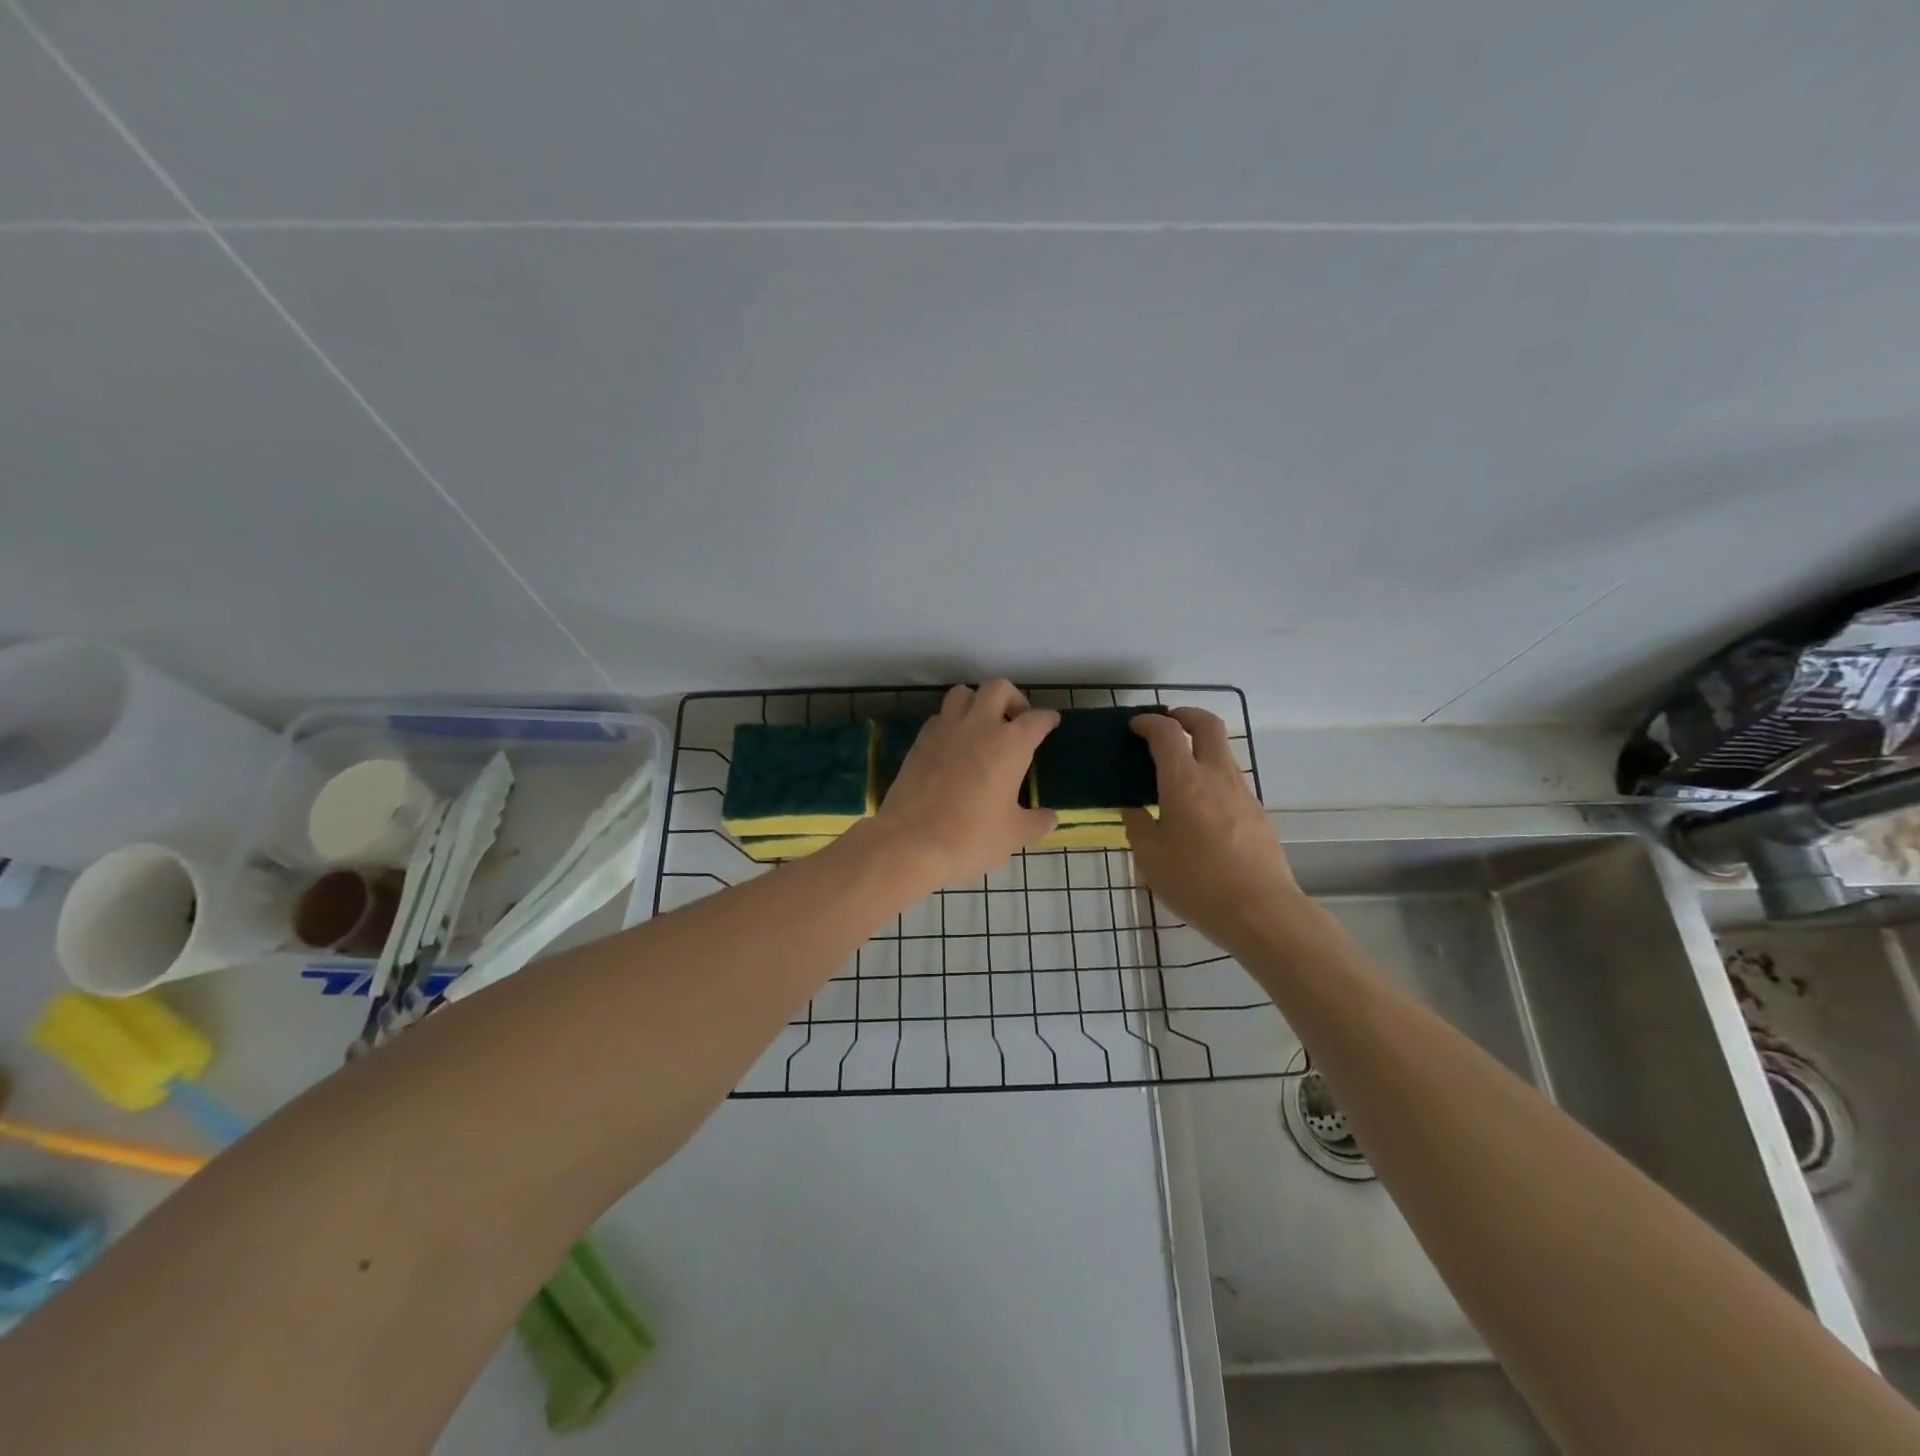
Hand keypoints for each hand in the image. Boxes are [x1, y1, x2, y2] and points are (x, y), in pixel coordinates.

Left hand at [869, 681, 1059, 889]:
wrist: (911, 843)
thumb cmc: (972, 837)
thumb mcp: (1013, 834)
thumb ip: (1036, 822)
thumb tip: (1051, 819)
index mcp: (1010, 744)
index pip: (1036, 719)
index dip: (1047, 719)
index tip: (1050, 723)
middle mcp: (979, 726)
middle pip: (998, 688)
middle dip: (1012, 698)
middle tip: (1015, 721)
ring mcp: (945, 729)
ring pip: (963, 694)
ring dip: (976, 702)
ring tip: (982, 726)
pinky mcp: (920, 741)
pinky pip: (939, 717)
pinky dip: (950, 722)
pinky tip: (954, 745)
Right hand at [1122, 710, 1304, 952]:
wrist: (1261, 911)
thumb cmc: (1197, 883)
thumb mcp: (1150, 856)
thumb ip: (1137, 823)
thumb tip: (1132, 806)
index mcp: (1184, 781)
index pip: (1166, 732)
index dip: (1148, 722)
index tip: (1134, 726)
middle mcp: (1217, 775)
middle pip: (1208, 724)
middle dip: (1185, 714)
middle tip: (1166, 724)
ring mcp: (1242, 791)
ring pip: (1222, 750)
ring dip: (1200, 745)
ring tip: (1176, 767)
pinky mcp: (1256, 811)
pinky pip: (1230, 777)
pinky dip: (1211, 772)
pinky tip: (1196, 803)